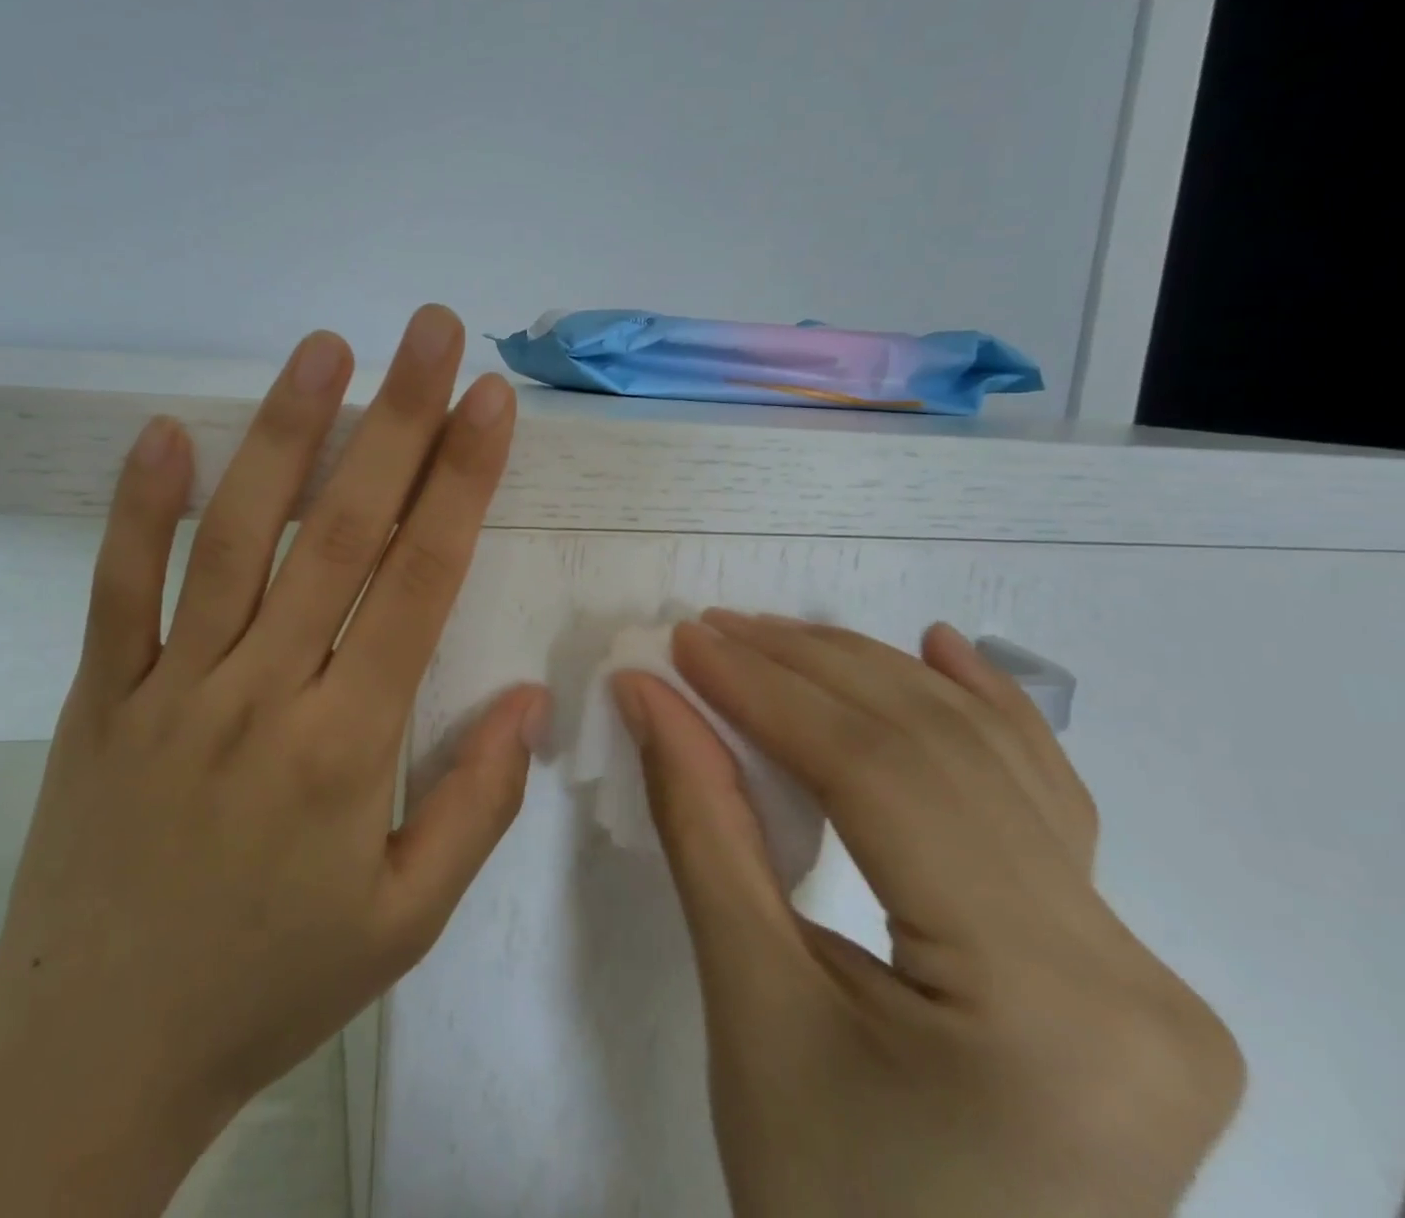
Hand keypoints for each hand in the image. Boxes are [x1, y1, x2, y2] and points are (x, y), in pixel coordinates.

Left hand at [0, 305, 548, 1217]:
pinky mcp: (101, 696)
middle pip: (342, 530)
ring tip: (324, 349)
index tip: (490, 402)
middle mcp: (264, 691)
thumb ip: (477, 802)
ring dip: (284, 433)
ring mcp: (172, 686)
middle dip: (397, 419)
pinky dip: (139, 507)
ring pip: (237, 536)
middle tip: (429, 331)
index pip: (420, 579)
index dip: (462, 480)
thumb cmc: (271, 985)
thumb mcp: (405, 920)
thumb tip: (529, 696)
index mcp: (348, 744)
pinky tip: (163, 433)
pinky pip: (118, 588)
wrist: (95, 1057)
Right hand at [614, 614, 1243, 1217]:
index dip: (771, 692)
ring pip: (991, 764)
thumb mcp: (748, 1002)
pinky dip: (983, 714)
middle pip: (942, 755)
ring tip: (780, 635)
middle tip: (713, 630)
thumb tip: (650, 698)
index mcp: (1048, 1006)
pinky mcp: (1117, 967)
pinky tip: (943, 650)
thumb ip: (701, 825)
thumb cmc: (824, 1203)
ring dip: (872, 680)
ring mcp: (1141, 970)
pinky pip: (1042, 807)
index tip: (686, 643)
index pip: (885, 780)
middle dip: (811, 671)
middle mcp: (1129, 974)